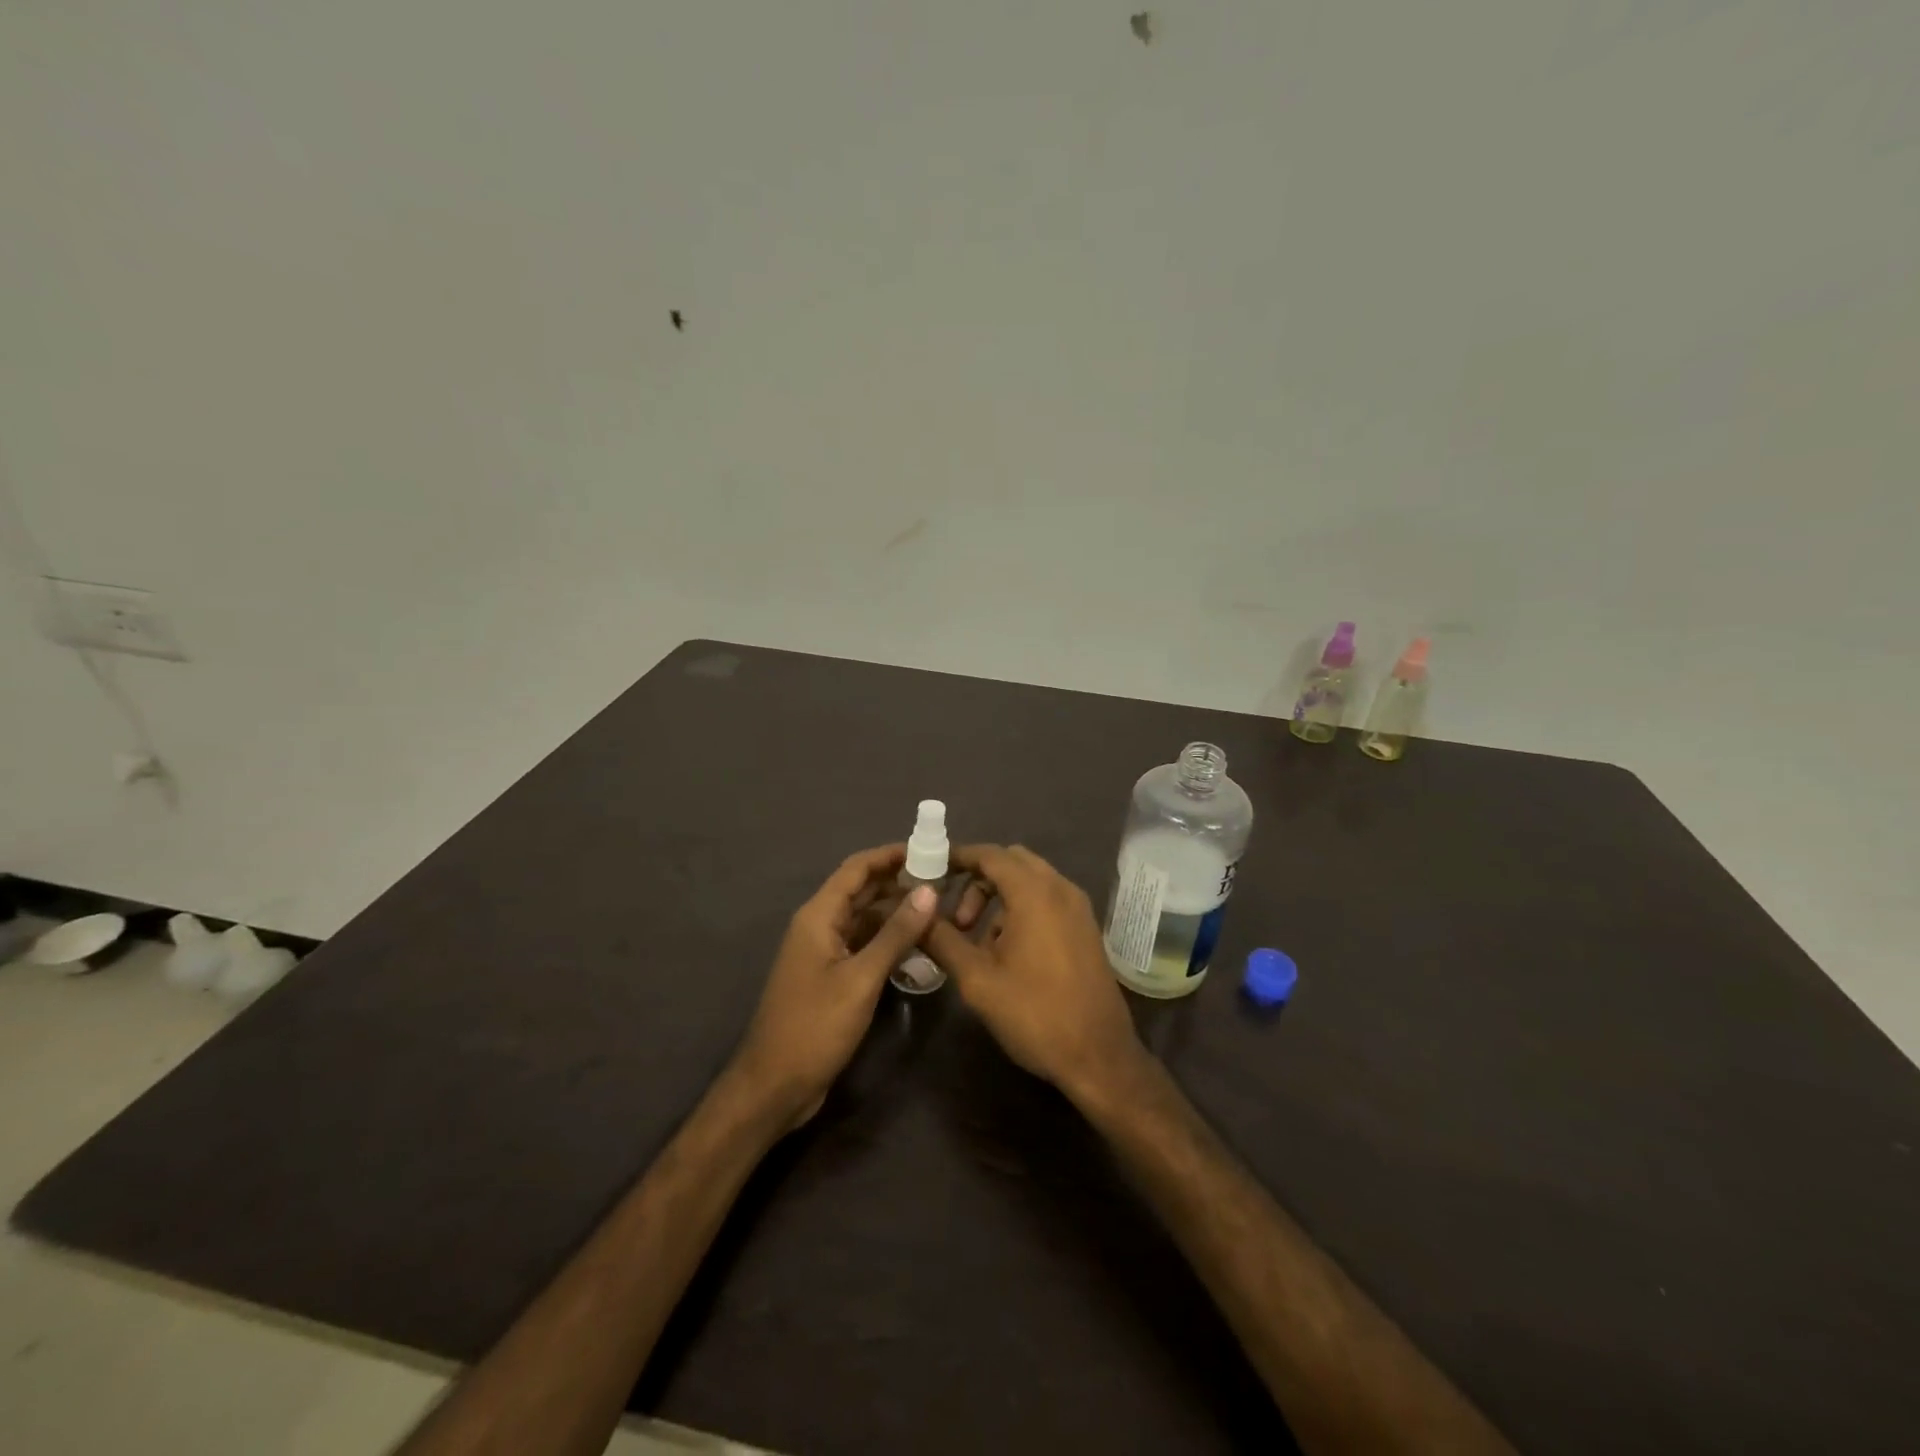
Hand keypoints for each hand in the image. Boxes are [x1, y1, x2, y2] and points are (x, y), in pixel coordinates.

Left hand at [729, 845, 938, 1130]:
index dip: (889, 855)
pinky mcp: (830, 977)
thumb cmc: (815, 1026)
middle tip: (943, 881)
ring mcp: (823, 953)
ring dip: (895, 913)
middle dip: (898, 882)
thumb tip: (929, 891)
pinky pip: (862, 945)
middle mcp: (819, 926)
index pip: (856, 869)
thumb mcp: (861, 978)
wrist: (774, 1085)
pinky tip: (916, 947)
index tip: (928, 850)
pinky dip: (887, 941)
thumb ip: (896, 934)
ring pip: (864, 919)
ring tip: (937, 911)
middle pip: (860, 891)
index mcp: (819, 916)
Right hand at [925, 845, 1148, 1107]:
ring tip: (977, 942)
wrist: (1099, 1056)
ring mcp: (1078, 908)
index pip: (990, 855)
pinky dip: (1022, 909)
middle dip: (978, 880)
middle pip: (1012, 862)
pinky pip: (1047, 900)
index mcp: (1034, 893)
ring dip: (999, 897)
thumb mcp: (978, 980)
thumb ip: (943, 940)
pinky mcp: (1085, 928)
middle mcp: (1060, 889)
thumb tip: (917, 914)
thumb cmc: (1035, 1014)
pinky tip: (1007, 952)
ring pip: (1031, 881)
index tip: (931, 871)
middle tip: (957, 918)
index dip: (958, 858)